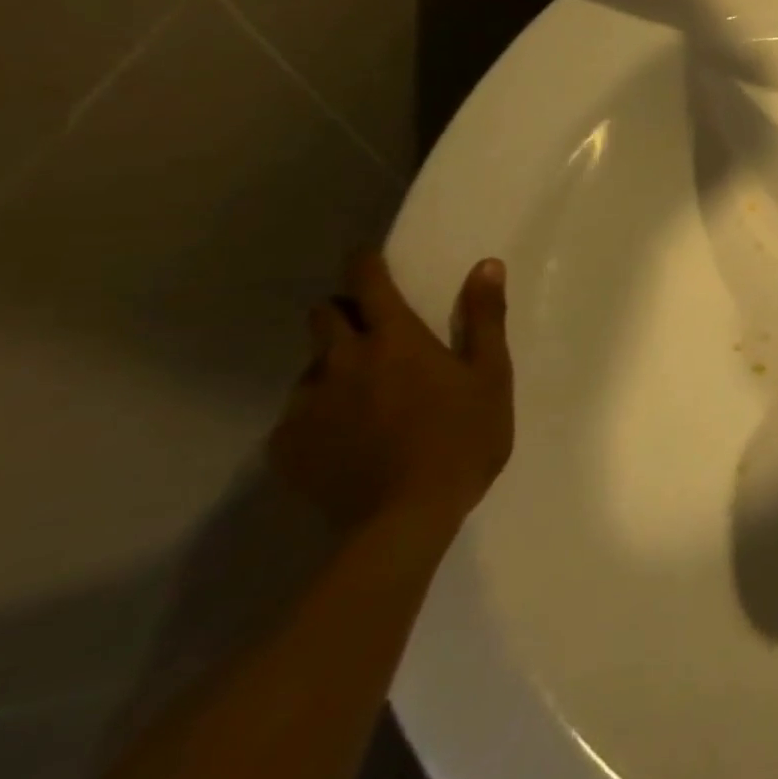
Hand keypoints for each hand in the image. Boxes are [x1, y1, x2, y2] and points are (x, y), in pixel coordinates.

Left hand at [270, 254, 513, 534]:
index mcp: (394, 339)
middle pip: (324, 315)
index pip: (367, 282)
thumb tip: (486, 265)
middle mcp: (342, 361)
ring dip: (333, 366)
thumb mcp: (491, 375)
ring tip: (364, 394)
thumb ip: (484, 317)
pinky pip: (298, 415)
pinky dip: (320, 413)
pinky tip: (347, 438)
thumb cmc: (462, 438)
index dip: (365, 263)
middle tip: (373, 331)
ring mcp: (307, 405)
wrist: (404, 520)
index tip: (368, 258)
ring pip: (311, 366)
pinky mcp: (286, 447)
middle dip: (344, 312)